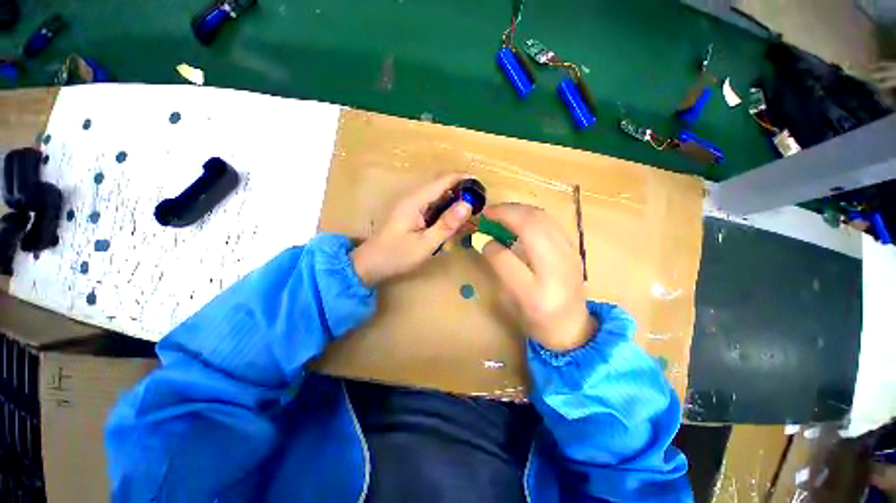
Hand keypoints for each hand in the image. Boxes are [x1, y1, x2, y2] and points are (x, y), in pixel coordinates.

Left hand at [351, 173, 472, 285]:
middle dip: (462, 192)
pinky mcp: (412, 213)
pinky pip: (433, 206)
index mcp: (415, 200)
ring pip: (439, 196)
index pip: (443, 180)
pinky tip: (454, 224)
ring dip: (455, 202)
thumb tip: (467, 205)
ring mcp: (412, 205)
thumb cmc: (396, 255)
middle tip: (480, 205)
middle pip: (442, 185)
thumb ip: (446, 224)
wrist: (371, 264)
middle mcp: (414, 197)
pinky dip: (446, 212)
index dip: (463, 179)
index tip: (482, 187)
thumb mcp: (425, 244)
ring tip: (471, 215)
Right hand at [481, 203, 594, 352]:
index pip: (506, 259)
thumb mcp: (511, 302)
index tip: (481, 238)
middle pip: (531, 227)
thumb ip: (499, 270)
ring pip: (542, 218)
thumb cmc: (537, 319)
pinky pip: (550, 221)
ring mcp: (570, 256)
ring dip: (518, 209)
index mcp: (535, 294)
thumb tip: (488, 242)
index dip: (490, 244)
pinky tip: (520, 218)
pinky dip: (531, 214)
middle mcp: (556, 271)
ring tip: (501, 211)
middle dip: (505, 213)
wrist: (574, 326)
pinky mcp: (575, 248)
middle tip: (488, 212)